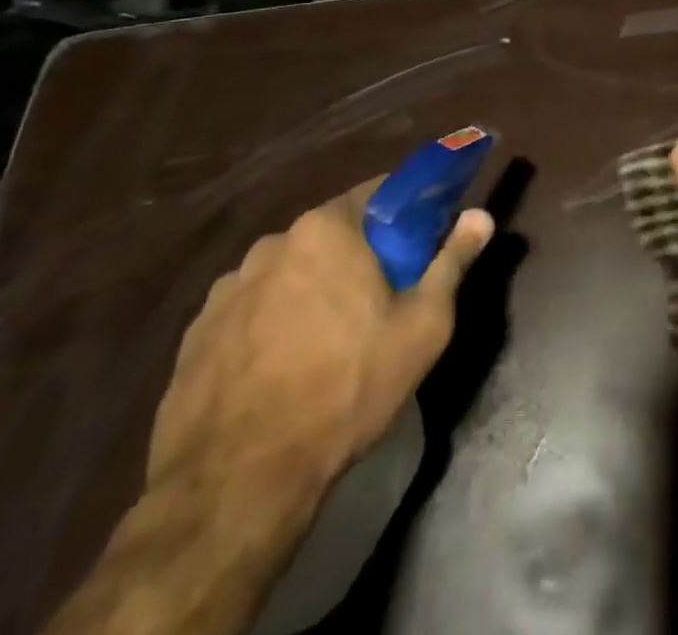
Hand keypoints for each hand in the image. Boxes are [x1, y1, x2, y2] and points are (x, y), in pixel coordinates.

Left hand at [146, 180, 493, 500]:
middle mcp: (273, 243)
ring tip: (328, 341)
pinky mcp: (195, 333)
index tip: (421, 242)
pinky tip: (283, 367)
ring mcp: (227, 288)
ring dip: (313, 289)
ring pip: (290, 272)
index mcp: (327, 229)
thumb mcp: (422, 326)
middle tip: (382, 299)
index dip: (406, 213)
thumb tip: (481, 215)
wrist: (237, 484)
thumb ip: (452, 261)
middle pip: (332, 234)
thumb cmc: (346, 388)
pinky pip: (251, 309)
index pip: (378, 193)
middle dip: (359, 256)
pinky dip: (272, 323)